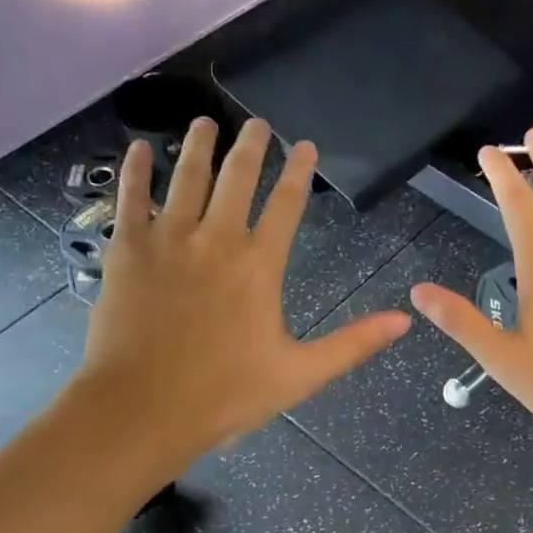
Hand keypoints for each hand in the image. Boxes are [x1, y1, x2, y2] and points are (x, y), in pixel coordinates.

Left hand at [77, 117, 411, 478]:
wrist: (142, 409)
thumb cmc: (225, 395)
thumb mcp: (300, 374)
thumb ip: (353, 343)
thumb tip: (405, 321)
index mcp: (259, 266)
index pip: (286, 204)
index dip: (298, 171)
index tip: (304, 145)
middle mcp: (215, 239)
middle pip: (236, 178)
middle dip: (251, 147)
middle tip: (257, 123)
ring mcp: (168, 241)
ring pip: (186, 178)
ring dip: (199, 146)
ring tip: (205, 123)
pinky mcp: (127, 251)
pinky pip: (131, 198)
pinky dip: (135, 170)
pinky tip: (139, 149)